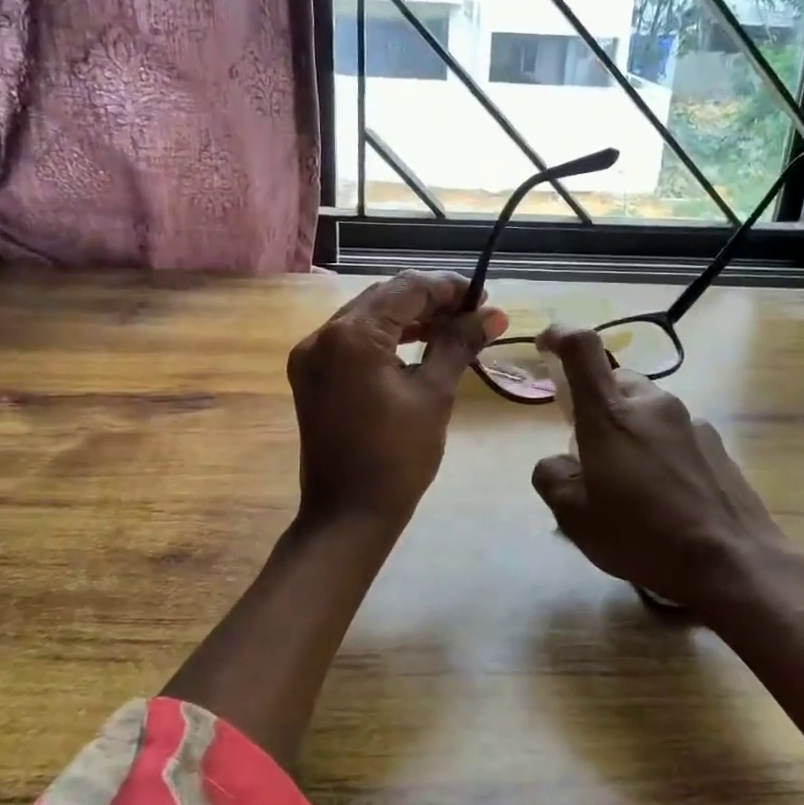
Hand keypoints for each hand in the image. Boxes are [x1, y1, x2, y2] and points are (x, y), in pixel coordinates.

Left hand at [288, 270, 505, 527]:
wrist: (348, 516)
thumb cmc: (398, 458)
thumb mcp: (434, 396)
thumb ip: (458, 344)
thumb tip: (493, 314)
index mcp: (352, 336)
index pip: (407, 289)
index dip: (449, 288)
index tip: (484, 298)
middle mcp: (322, 335)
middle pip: (383, 296)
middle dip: (429, 299)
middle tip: (472, 313)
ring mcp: (310, 355)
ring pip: (366, 315)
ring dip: (408, 316)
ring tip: (452, 326)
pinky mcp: (310, 374)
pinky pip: (351, 339)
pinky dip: (385, 336)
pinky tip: (416, 343)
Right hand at [529, 326, 803, 617]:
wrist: (733, 562)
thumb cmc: (642, 536)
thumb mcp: (574, 517)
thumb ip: (552, 477)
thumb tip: (558, 462)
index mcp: (611, 414)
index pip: (582, 349)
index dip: (560, 335)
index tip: (545, 345)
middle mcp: (652, 404)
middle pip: (615, 382)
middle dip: (595, 404)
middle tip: (588, 449)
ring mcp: (690, 421)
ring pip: (646, 408)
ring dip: (629, 428)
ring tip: (629, 480)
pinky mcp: (716, 442)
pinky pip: (673, 431)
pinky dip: (658, 447)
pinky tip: (665, 492)